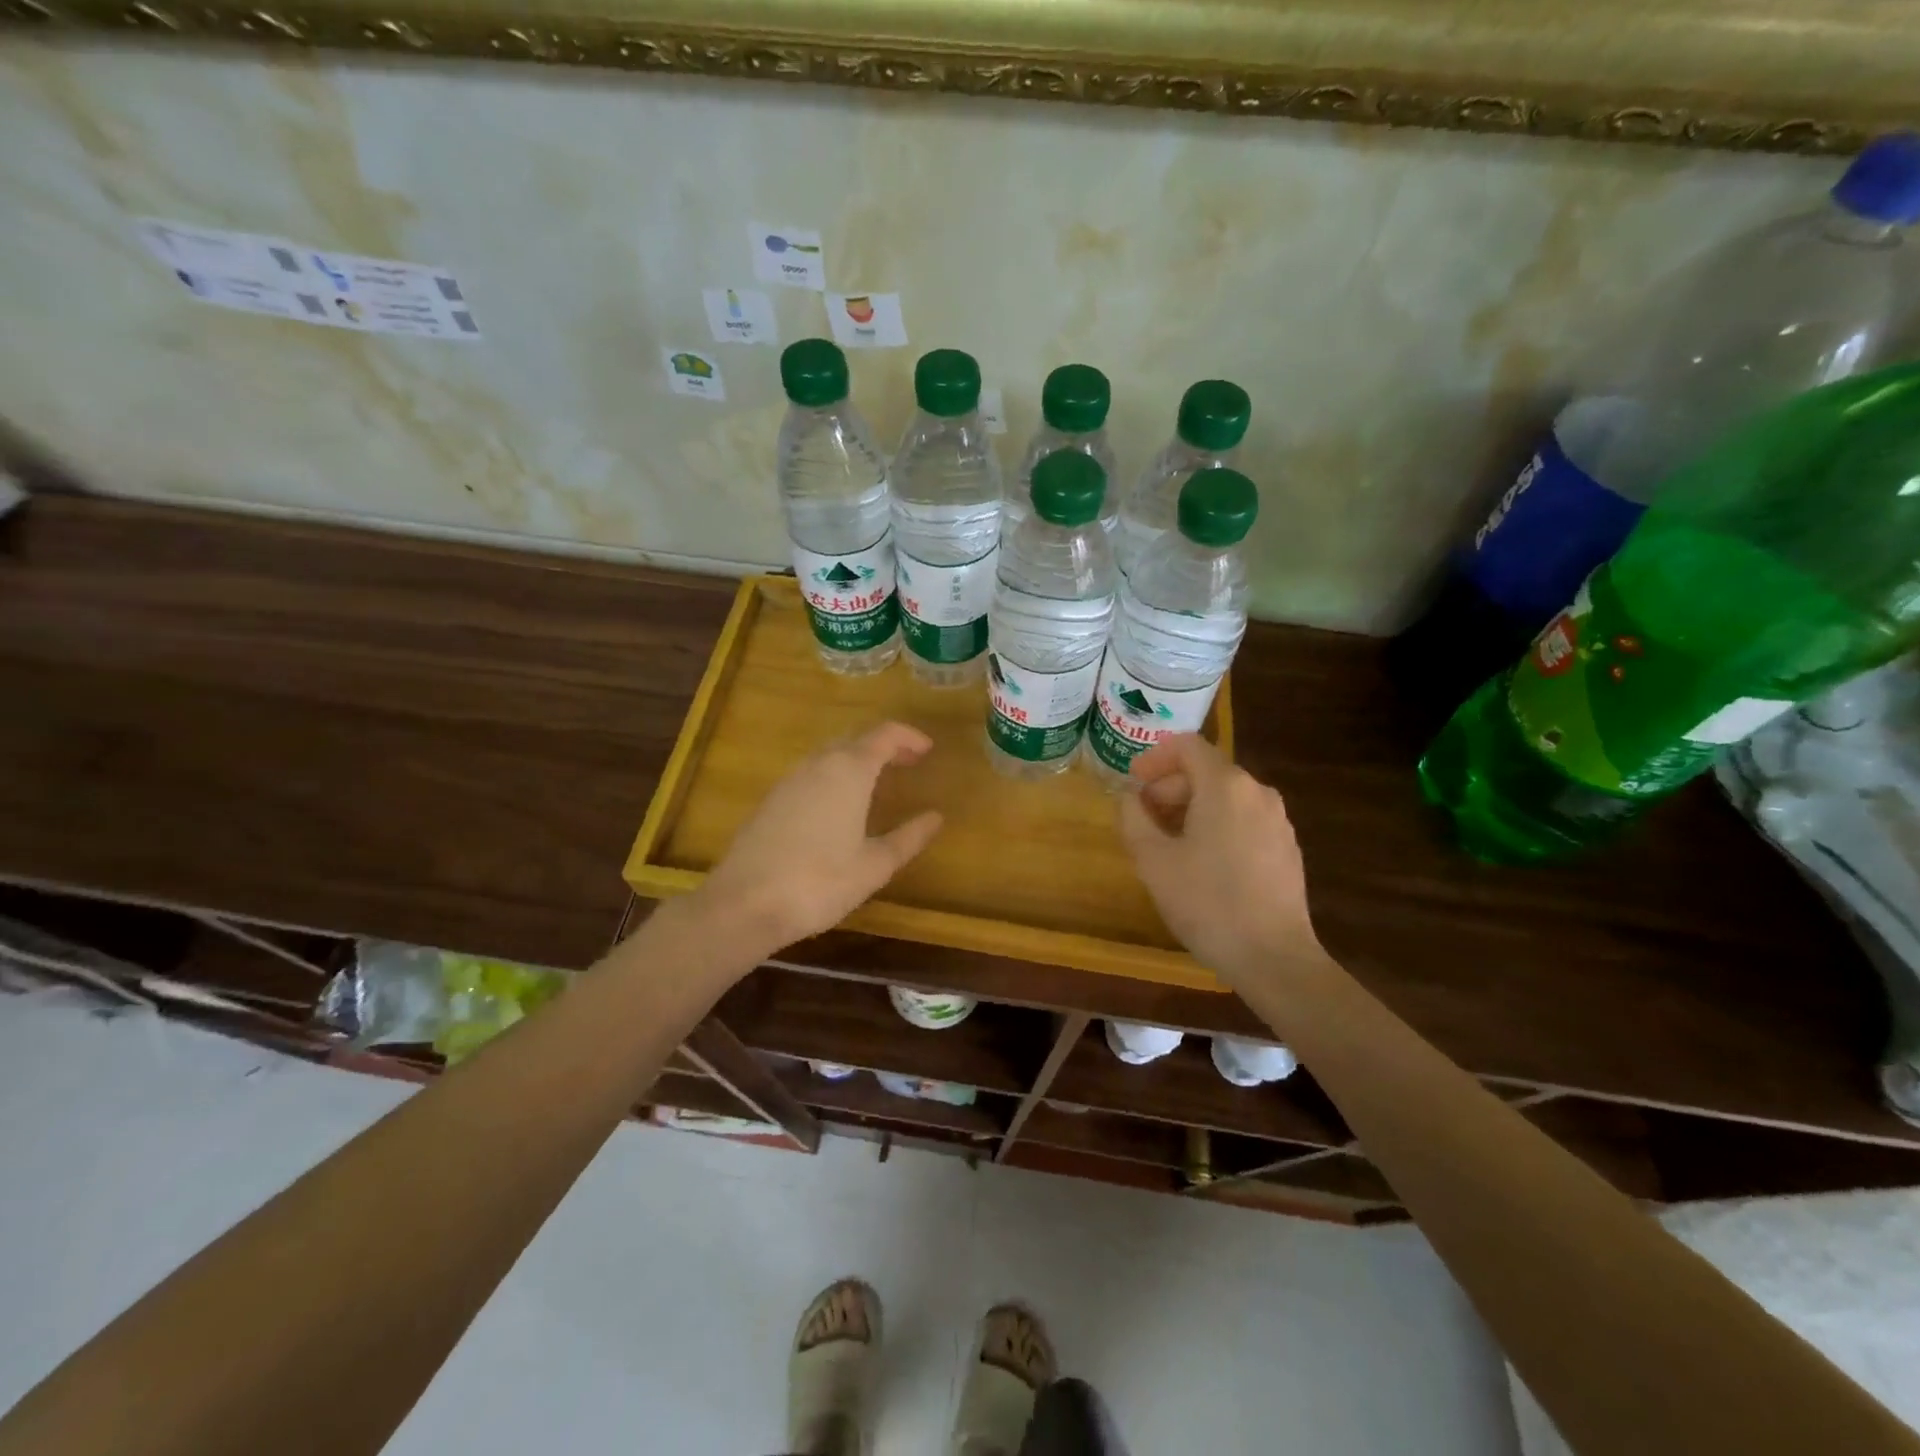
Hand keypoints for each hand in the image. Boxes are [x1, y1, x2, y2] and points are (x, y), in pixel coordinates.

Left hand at [695, 722, 943, 955]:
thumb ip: (909, 837)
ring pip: (829, 754)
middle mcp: (818, 765)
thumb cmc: (820, 882)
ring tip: (878, 781)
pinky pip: (811, 773)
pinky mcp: (771, 800)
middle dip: (884, 745)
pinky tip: (839, 804)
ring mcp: (789, 781)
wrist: (745, 904)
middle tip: (908, 762)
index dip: (909, 737)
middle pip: (855, 739)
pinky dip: (834, 775)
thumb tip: (935, 817)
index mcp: (848, 771)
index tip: (928, 750)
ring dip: (857, 758)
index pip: (884, 735)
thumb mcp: (875, 865)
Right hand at [1118, 734, 1320, 981]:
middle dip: (1169, 787)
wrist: (1272, 957)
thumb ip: (1133, 817)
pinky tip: (1202, 863)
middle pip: (1206, 771)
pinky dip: (1216, 825)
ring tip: (1167, 843)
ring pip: (1226, 797)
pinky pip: (1243, 820)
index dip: (1154, 758)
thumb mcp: (1152, 859)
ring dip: (1191, 808)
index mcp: (1225, 786)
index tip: (1133, 783)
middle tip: (1142, 818)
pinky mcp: (1286, 848)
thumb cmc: (1206, 902)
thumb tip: (1131, 797)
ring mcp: (1278, 820)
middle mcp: (1257, 792)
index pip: (1187, 746)